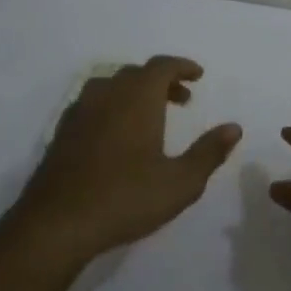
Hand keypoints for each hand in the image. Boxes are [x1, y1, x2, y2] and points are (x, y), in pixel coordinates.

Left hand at [7, 56, 240, 262]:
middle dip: (162, 80)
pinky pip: (93, 104)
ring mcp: (79, 113)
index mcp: (137, 99)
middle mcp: (106, 96)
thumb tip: (233, 128)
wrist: (56, 224)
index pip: (161, 66)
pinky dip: (113, 106)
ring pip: (110, 86)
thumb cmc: (126, 199)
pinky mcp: (62, 134)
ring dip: (135, 92)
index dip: (182, 67)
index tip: (198, 76)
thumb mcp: (181, 182)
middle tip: (183, 99)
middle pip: (136, 73)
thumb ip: (209, 152)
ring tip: (152, 115)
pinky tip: (119, 135)